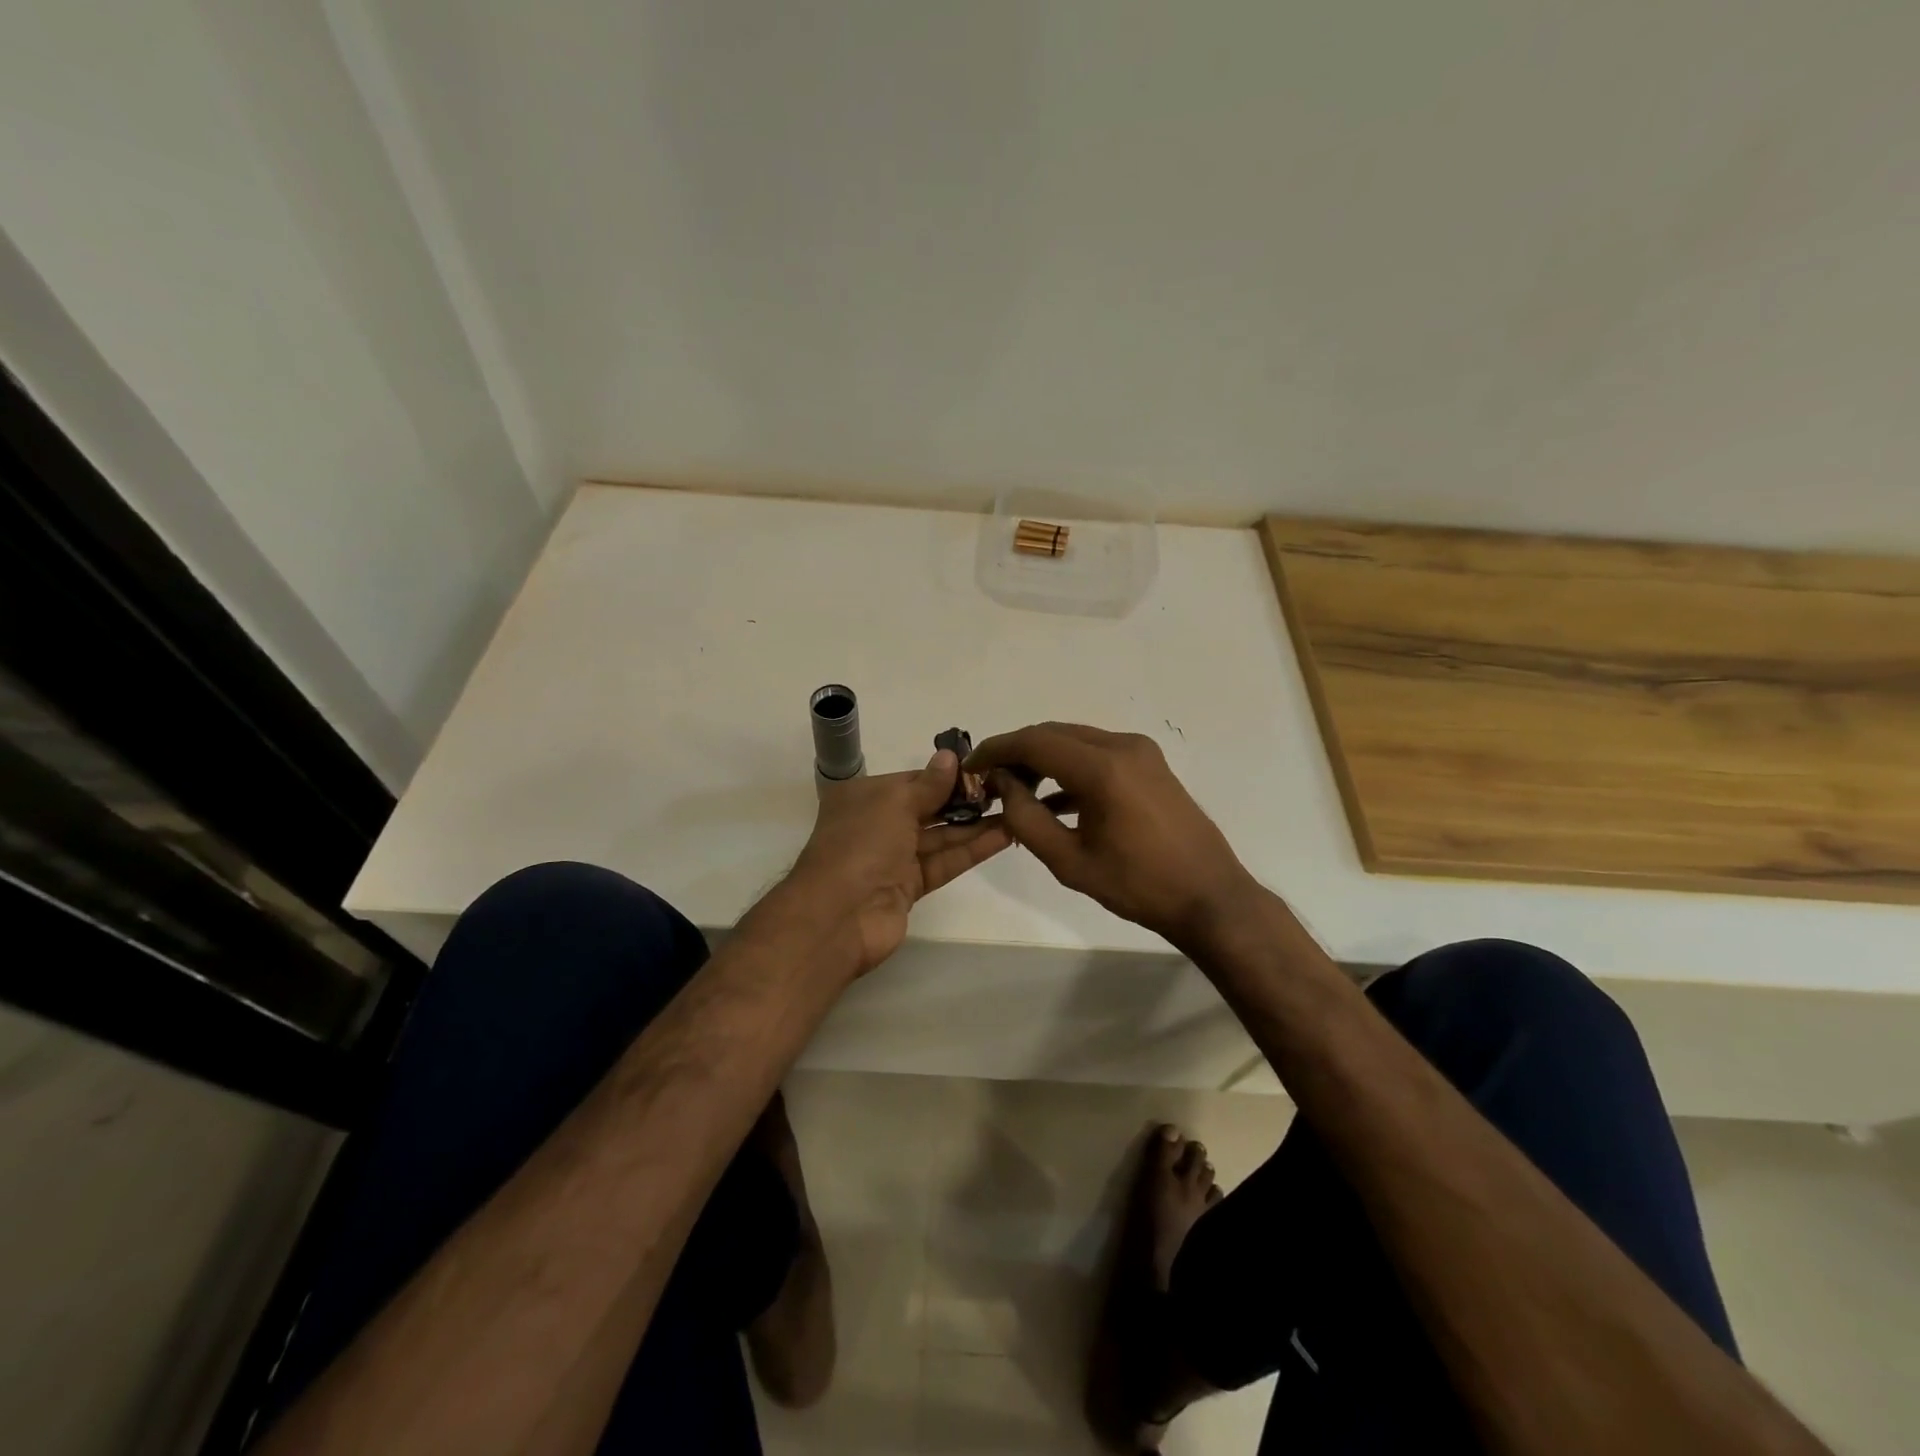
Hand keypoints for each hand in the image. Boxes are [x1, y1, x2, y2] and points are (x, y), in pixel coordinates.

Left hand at [778, 750, 1011, 977]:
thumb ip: (929, 784)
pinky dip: (972, 850)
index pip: (913, 780)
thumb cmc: (862, 845)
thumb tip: (950, 757)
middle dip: (965, 800)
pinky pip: (944, 862)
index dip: (947, 775)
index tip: (984, 768)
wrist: (839, 916)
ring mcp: (894, 858)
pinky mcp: (910, 886)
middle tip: (1007, 789)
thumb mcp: (895, 803)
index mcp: (865, 796)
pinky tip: (1004, 836)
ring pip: (941, 836)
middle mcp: (878, 824)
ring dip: (976, 825)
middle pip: (928, 808)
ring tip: (1015, 810)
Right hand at [966, 723, 1257, 950]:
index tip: (970, 766)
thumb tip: (1003, 785)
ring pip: (1075, 741)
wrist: (1209, 896)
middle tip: (988, 780)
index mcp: (1102, 768)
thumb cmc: (1137, 885)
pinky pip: (1097, 754)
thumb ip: (1026, 819)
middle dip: (1016, 752)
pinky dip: (1069, 768)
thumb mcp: (1069, 861)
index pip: (1034, 742)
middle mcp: (1122, 746)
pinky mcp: (1150, 764)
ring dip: (1042, 759)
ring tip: (1014, 790)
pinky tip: (1051, 799)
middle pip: (1054, 734)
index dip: (996, 750)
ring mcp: (1140, 752)